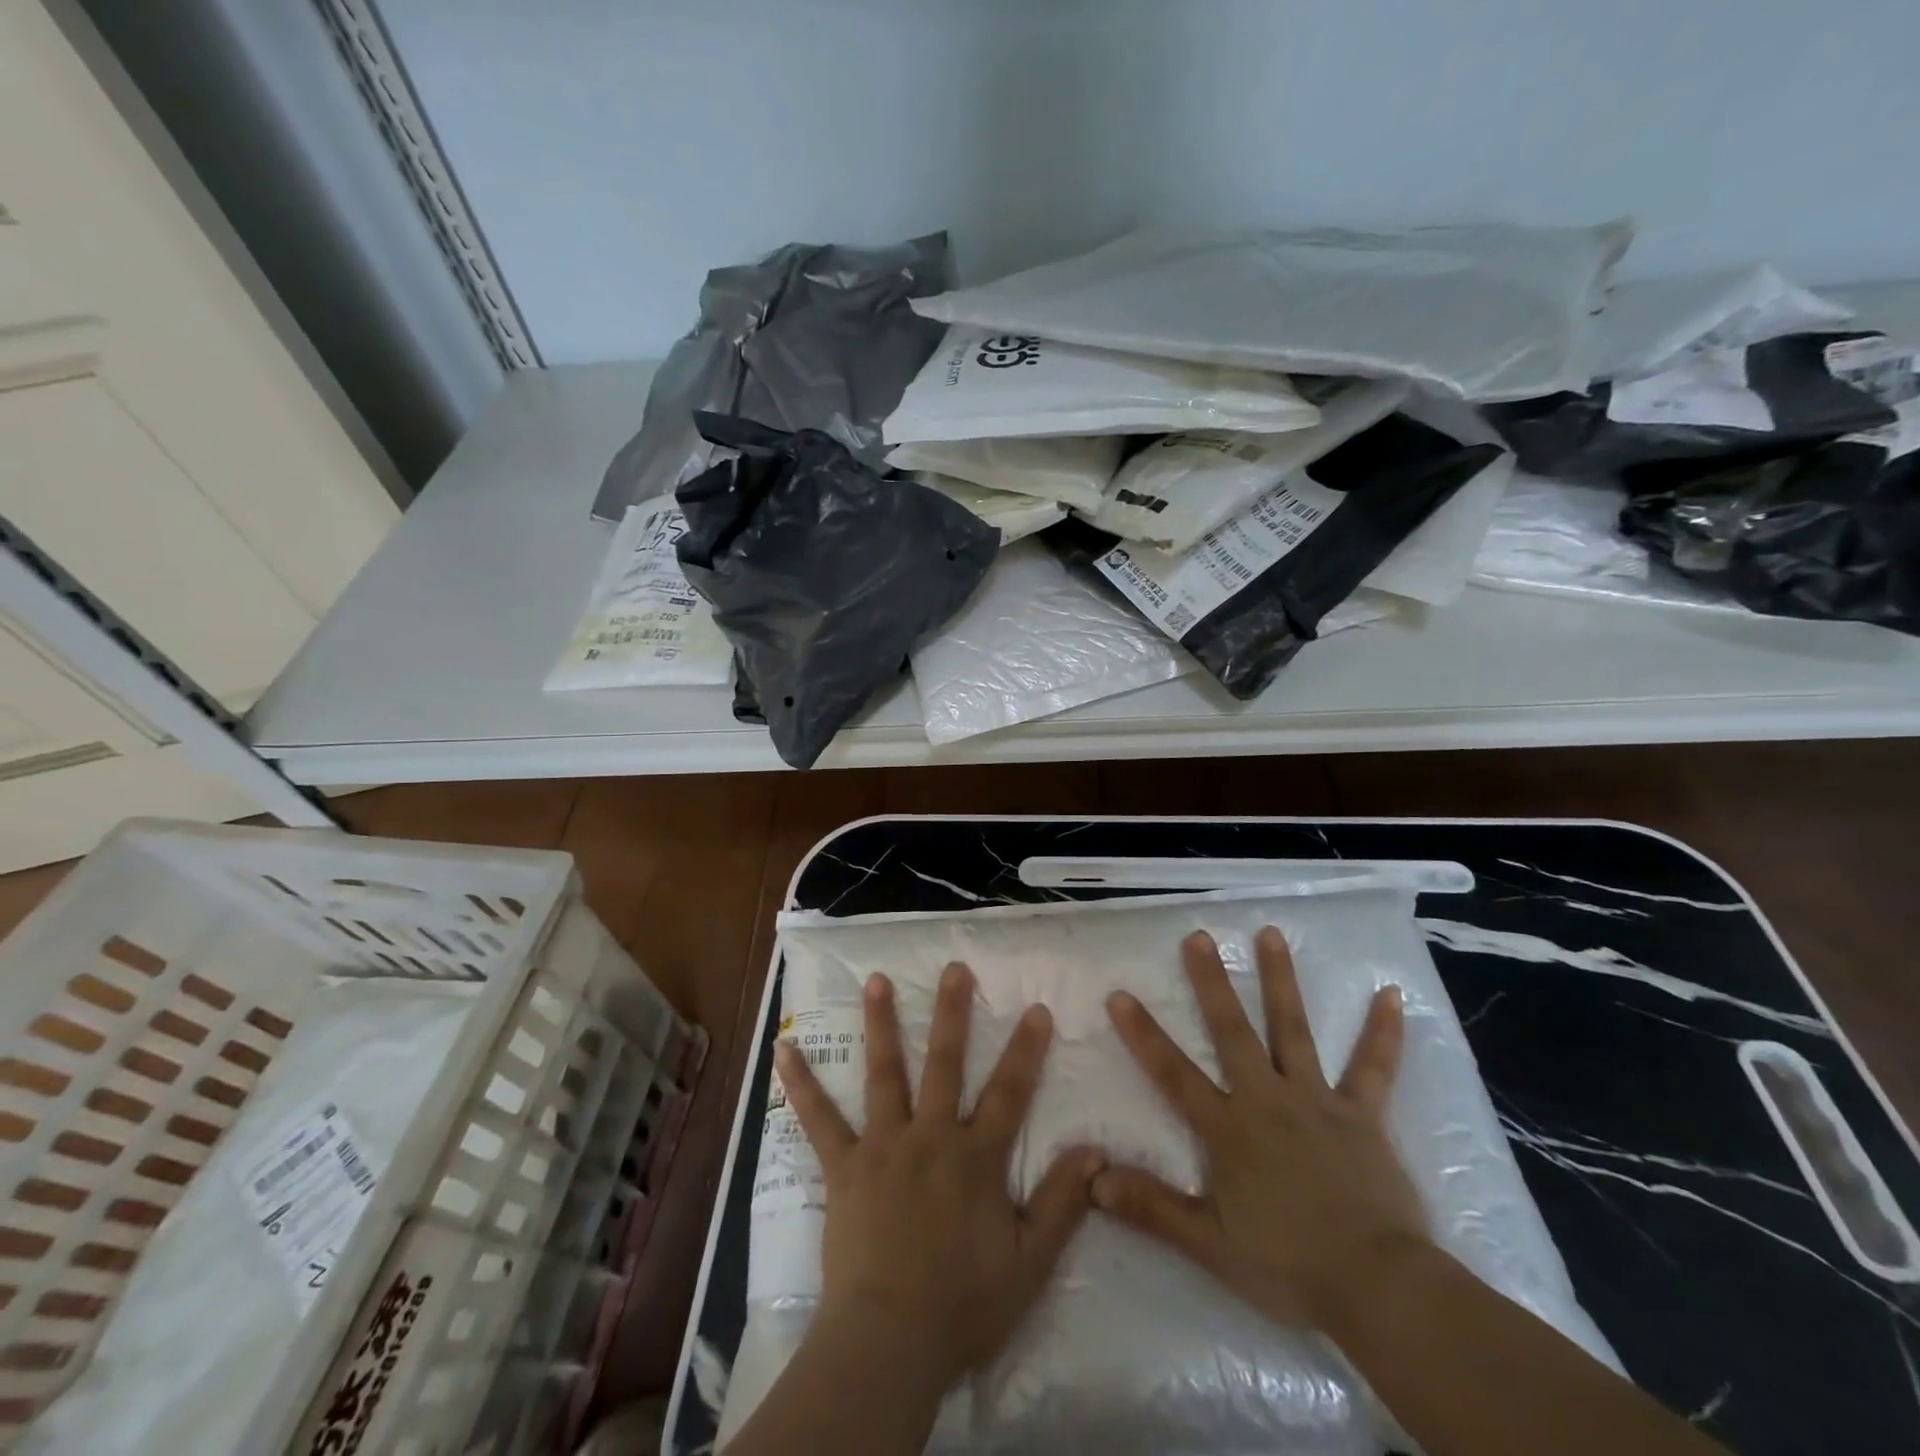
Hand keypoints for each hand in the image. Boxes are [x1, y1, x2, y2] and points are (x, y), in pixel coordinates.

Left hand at [774, 963, 1102, 1389]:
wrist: (889, 1341)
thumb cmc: (963, 1305)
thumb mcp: (1030, 1263)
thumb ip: (1062, 1202)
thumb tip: (1096, 1150)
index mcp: (976, 1158)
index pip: (1010, 1093)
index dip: (1026, 1050)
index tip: (1036, 1008)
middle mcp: (931, 1136)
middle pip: (946, 1064)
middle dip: (952, 1013)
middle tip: (954, 968)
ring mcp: (883, 1145)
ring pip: (885, 1073)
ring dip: (881, 1024)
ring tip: (875, 979)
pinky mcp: (844, 1165)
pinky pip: (819, 1119)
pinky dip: (801, 1084)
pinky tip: (784, 1050)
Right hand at [1094, 926, 1429, 1328]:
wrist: (1378, 1288)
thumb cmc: (1288, 1264)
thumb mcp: (1208, 1244)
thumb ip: (1150, 1207)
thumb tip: (1093, 1179)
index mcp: (1229, 1128)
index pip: (1174, 1073)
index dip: (1143, 1034)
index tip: (1120, 994)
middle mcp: (1267, 1099)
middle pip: (1233, 1031)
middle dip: (1212, 983)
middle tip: (1199, 937)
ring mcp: (1317, 1100)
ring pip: (1293, 1030)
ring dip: (1281, 980)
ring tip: (1270, 934)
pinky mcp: (1362, 1114)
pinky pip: (1373, 1068)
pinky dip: (1382, 1032)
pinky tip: (1390, 995)